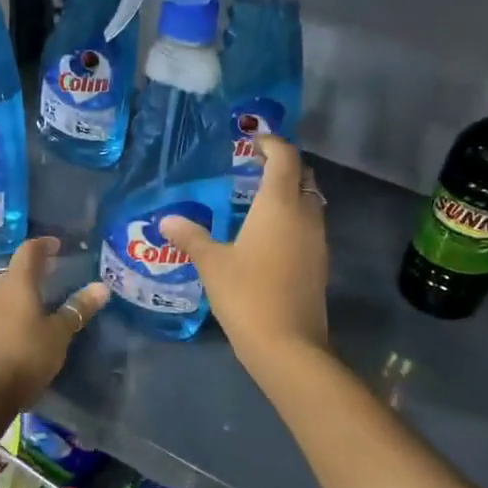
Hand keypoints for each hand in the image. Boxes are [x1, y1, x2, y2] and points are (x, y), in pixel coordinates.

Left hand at [0, 237, 109, 408]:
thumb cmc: (28, 353)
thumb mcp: (60, 332)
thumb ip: (79, 308)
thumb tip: (102, 287)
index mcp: (17, 282)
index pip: (28, 251)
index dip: (44, 244)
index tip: (58, 244)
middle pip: (16, 267)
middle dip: (36, 265)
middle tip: (56, 267)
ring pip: (8, 286)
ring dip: (25, 284)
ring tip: (46, 290)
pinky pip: (3, 303)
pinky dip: (18, 301)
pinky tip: (32, 314)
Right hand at [161, 136, 329, 373]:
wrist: (287, 345)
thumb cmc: (247, 294)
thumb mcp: (212, 263)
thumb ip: (191, 236)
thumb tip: (167, 220)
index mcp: (279, 205)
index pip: (285, 157)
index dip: (272, 143)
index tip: (253, 141)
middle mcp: (305, 215)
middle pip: (303, 176)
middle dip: (283, 166)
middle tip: (254, 168)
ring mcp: (317, 241)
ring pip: (309, 202)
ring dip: (290, 193)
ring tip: (257, 200)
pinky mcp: (319, 264)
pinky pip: (309, 226)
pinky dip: (293, 218)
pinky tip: (268, 236)